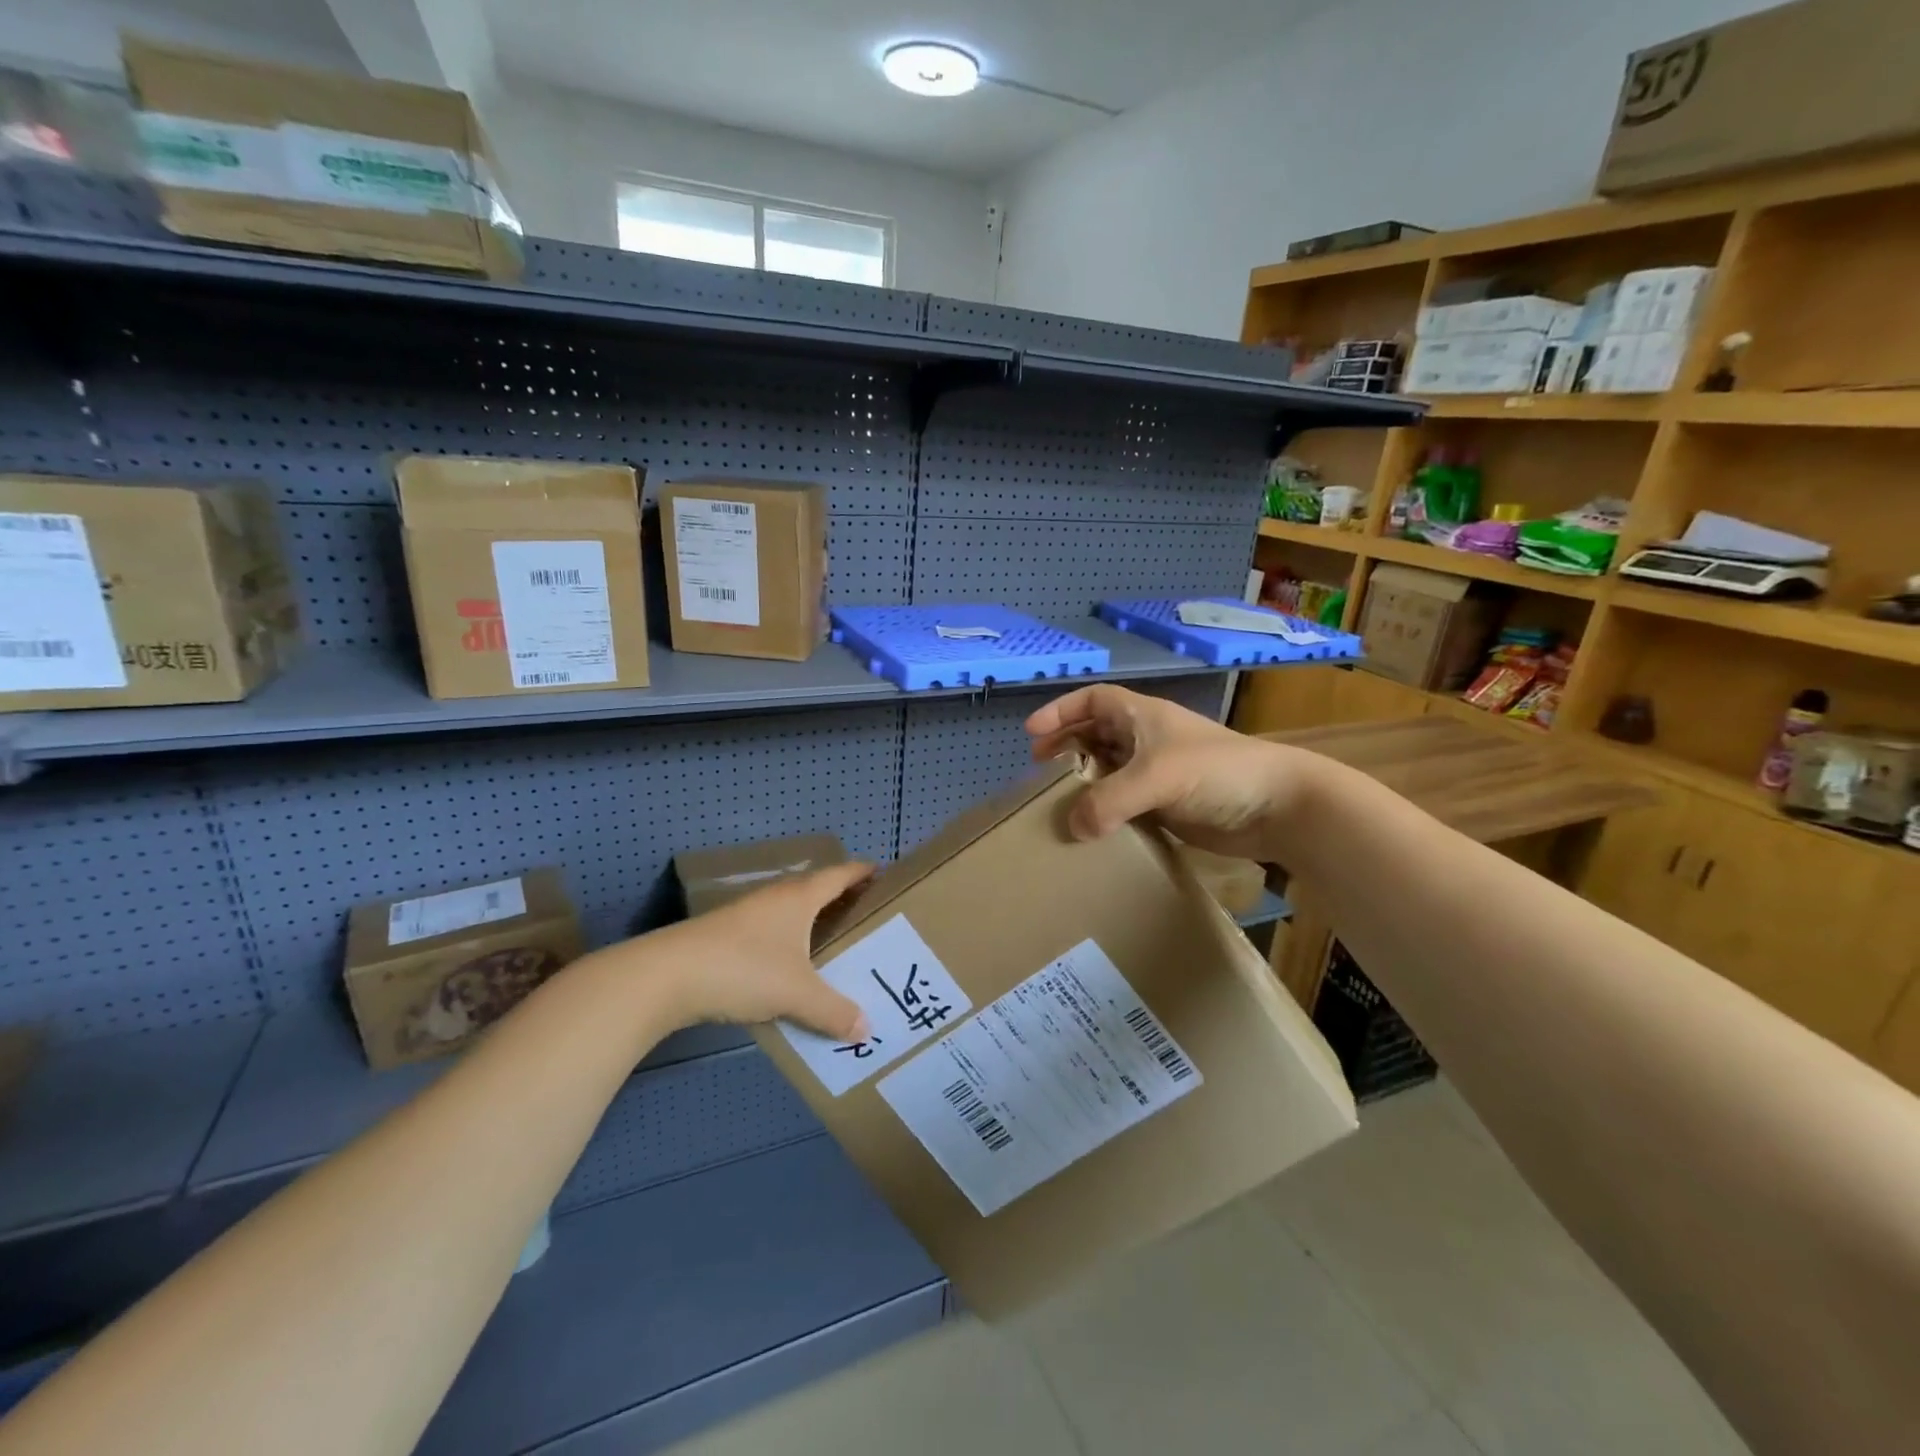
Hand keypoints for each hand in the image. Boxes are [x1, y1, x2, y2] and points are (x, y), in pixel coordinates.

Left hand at [648, 861, 874, 1041]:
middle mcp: (777, 897)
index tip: (886, 877)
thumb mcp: (797, 993)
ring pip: (793, 912)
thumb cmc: (744, 969)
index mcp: (800, 897)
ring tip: (839, 947)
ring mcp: (749, 915)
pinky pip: (774, 932)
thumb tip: (865, 1030)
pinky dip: (791, 943)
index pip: (841, 874)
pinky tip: (794, 969)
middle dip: (844, 901)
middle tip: (871, 920)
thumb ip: (833, 1011)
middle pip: (818, 890)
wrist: (667, 976)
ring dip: (815, 923)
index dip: (864, 873)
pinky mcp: (728, 936)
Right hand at [1025, 685, 1307, 858]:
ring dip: (1083, 781)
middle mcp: (1147, 741)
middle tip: (1038, 769)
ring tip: (1057, 801)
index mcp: (1144, 717)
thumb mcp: (1157, 777)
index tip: (1032, 733)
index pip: (1093, 700)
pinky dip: (1104, 811)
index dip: (1061, 711)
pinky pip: (1124, 804)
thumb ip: (1109, 800)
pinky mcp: (1168, 806)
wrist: (1279, 807)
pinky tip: (1090, 829)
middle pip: (1096, 734)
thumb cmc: (1218, 772)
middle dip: (1066, 746)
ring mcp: (1158, 775)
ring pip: (1109, 770)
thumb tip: (1071, 826)